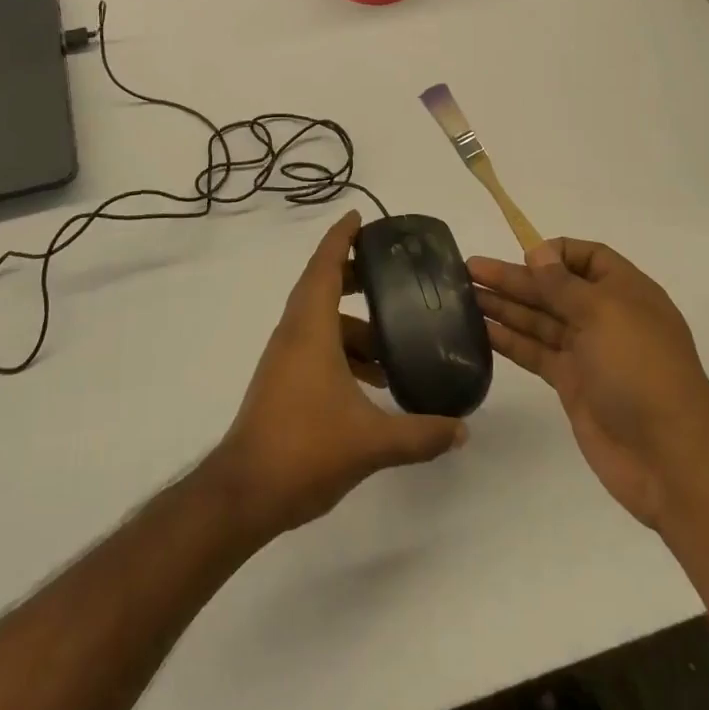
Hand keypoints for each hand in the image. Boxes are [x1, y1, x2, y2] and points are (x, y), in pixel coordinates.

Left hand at [212, 212, 466, 537]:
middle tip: (392, 276)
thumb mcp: (371, 442)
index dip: (340, 238)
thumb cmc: (305, 449)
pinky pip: (316, 347)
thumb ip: (421, 434)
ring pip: (321, 323)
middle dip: (355, 277)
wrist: (245, 492)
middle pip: (322, 287)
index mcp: (309, 329)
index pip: (324, 267)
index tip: (359, 217)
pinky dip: (344, 351)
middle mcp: (294, 334)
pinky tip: (374, 383)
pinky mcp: (283, 382)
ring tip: (395, 344)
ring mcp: (285, 359)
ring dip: (355, 326)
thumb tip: (463, 430)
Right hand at [470, 239, 708, 530]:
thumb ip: (564, 284)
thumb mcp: (604, 313)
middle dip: (514, 277)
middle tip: (468, 269)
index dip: (554, 252)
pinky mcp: (572, 384)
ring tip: (463, 295)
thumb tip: (538, 252)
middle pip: (554, 288)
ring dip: (504, 305)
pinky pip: (536, 352)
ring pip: (540, 320)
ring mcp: (588, 353)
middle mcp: (606, 317)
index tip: (522, 256)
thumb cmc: (641, 370)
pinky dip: (509, 340)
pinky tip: (480, 330)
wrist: (669, 458)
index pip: (588, 257)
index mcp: (625, 292)